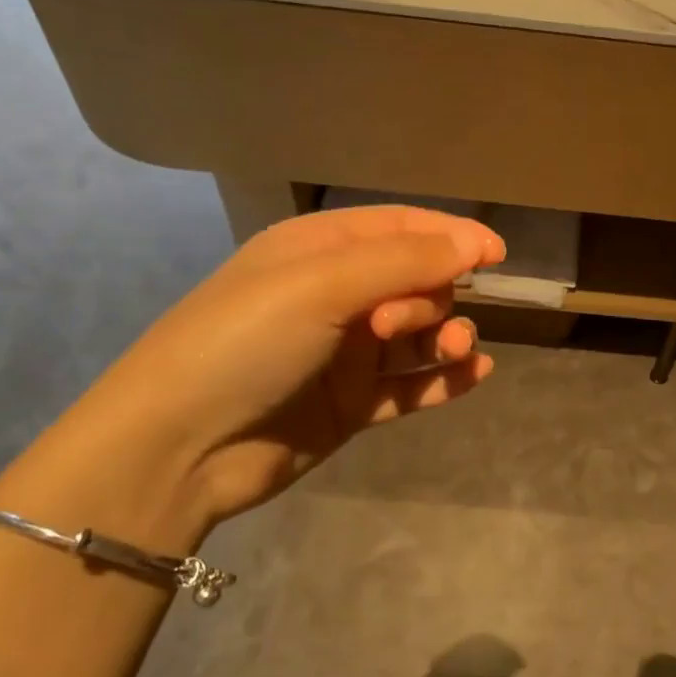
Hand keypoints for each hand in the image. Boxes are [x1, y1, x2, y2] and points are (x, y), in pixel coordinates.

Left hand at [0, 206, 506, 551]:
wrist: (178, 447)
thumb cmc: (245, 342)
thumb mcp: (323, 285)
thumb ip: (405, 262)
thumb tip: (476, 245)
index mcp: (319, 250)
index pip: (401, 229)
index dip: (451, 236)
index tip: (497, 255)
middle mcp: (335, 296)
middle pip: (414, 283)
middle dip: (429, 296)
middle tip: (394, 326)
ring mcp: (344, 355)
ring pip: (418, 337)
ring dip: (446, 338)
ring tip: (456, 351)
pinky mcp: (351, 405)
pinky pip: (411, 387)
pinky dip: (444, 380)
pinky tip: (476, 374)